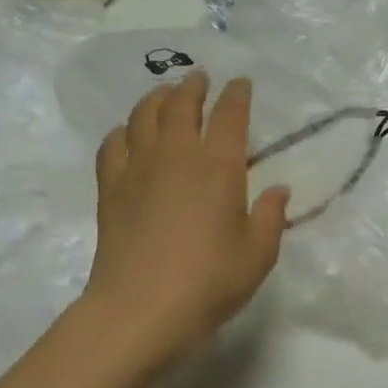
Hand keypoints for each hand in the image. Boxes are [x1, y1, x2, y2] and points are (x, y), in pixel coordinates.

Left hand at [82, 72, 288, 363]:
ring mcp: (138, 168)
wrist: (141, 308)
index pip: (230, 115)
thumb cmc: (210, 281)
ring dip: (158, 98)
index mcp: (220, 167)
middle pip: (182, 104)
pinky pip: (113, 144)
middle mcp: (178, 155)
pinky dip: (123, 130)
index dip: (237, 95)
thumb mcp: (259, 254)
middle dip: (194, 86)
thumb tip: (277, 189)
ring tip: (166, 94)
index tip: (241, 83)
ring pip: (145, 115)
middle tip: (200, 79)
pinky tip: (128, 134)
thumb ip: (272, 217)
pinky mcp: (110, 188)